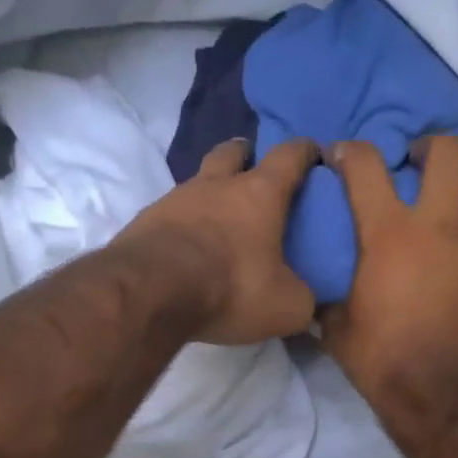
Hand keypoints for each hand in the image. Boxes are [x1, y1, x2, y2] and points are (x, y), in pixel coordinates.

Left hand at [116, 137, 319, 344]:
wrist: (150, 291)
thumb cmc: (230, 288)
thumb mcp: (285, 306)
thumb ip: (303, 300)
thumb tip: (309, 304)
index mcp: (260, 193)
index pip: (290, 155)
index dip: (305, 151)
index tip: (313, 154)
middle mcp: (215, 185)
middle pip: (232, 151)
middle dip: (245, 154)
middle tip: (253, 170)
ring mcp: (174, 199)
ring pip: (197, 182)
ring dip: (209, 192)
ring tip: (217, 220)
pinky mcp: (144, 221)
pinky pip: (169, 213)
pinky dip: (182, 224)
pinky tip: (184, 247)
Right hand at [321, 135, 457, 407]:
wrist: (444, 400)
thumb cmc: (382, 361)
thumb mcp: (337, 329)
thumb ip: (330, 299)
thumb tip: (318, 297)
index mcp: (390, 234)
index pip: (366, 167)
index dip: (352, 151)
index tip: (344, 155)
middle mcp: (442, 227)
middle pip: (448, 153)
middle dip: (431, 147)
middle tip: (420, 162)